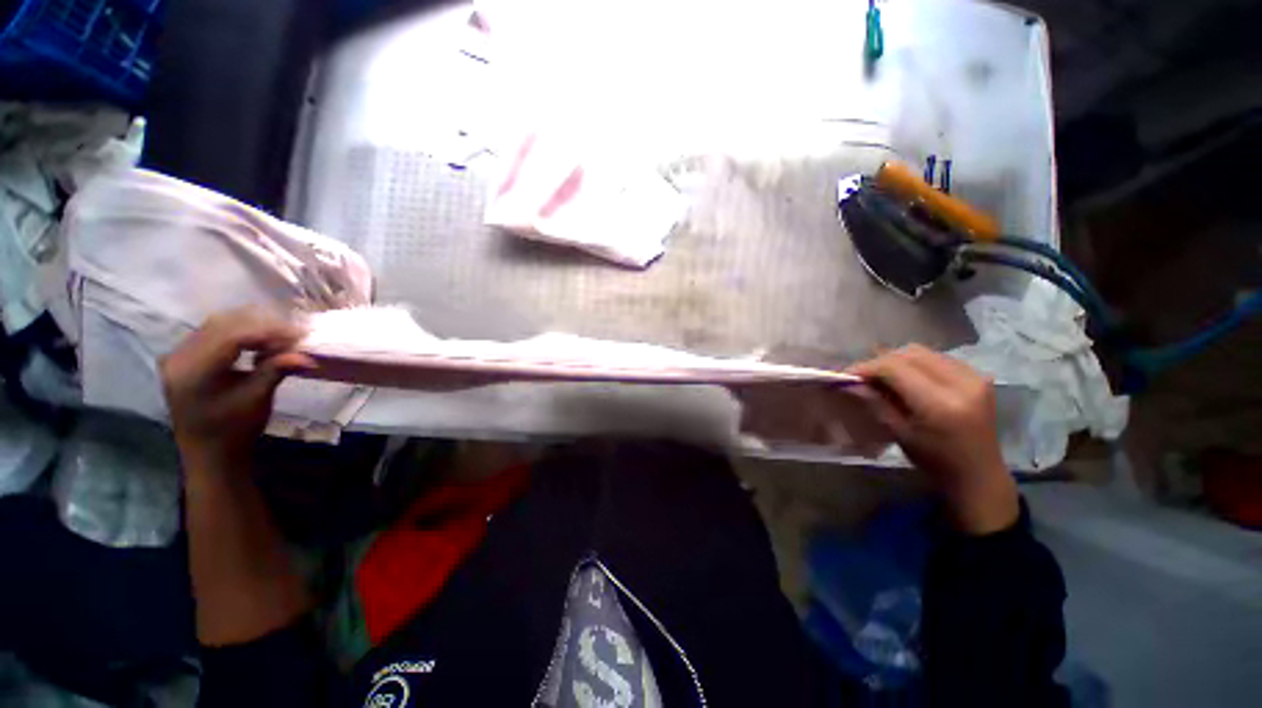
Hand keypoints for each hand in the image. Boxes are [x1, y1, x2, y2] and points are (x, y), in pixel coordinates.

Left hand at [160, 308, 314, 467]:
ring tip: (280, 338)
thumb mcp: (257, 399)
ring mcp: (178, 356)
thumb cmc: (234, 430)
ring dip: (252, 327)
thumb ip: (276, 370)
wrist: (209, 453)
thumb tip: (307, 355)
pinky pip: (213, 334)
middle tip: (293, 334)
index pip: (231, 337)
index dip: (268, 331)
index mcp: (193, 371)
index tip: (300, 334)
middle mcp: (179, 357)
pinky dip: (240, 334)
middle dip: (261, 326)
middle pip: (223, 325)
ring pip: (218, 325)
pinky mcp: (184, 358)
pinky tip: (259, 343)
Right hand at [846, 345, 1018, 534]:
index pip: (894, 367)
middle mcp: (961, 383)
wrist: (979, 475)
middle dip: (881, 361)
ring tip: (882, 376)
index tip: (847, 375)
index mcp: (939, 403)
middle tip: (863, 375)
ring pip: (923, 352)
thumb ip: (875, 402)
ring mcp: (974, 377)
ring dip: (897, 360)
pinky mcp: (979, 376)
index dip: (867, 367)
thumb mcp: (898, 432)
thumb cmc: (935, 461)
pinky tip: (907, 378)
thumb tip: (850, 383)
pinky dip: (916, 363)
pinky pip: (938, 358)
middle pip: (909, 353)